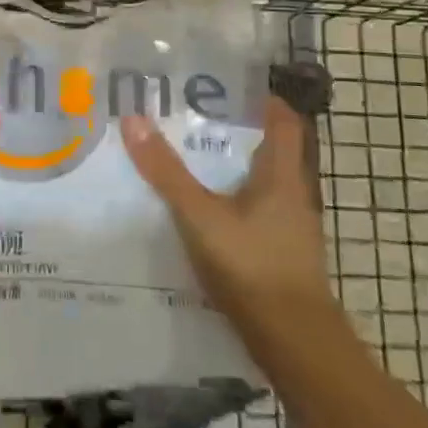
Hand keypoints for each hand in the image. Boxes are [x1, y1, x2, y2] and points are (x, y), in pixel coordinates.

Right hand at [122, 96, 336, 362]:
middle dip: (235, 132)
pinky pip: (254, 213)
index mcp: (282, 175)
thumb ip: (166, 172)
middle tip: (192, 118)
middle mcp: (292, 195)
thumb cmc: (252, 267)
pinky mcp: (280, 254)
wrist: (294, 342)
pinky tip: (201, 212)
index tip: (227, 85)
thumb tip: (133, 119)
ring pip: (260, 183)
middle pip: (270, 150)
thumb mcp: (201, 216)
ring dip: (231, 169)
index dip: (262, 99)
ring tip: (188, 159)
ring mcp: (289, 227)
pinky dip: (231, 202)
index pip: (284, 121)